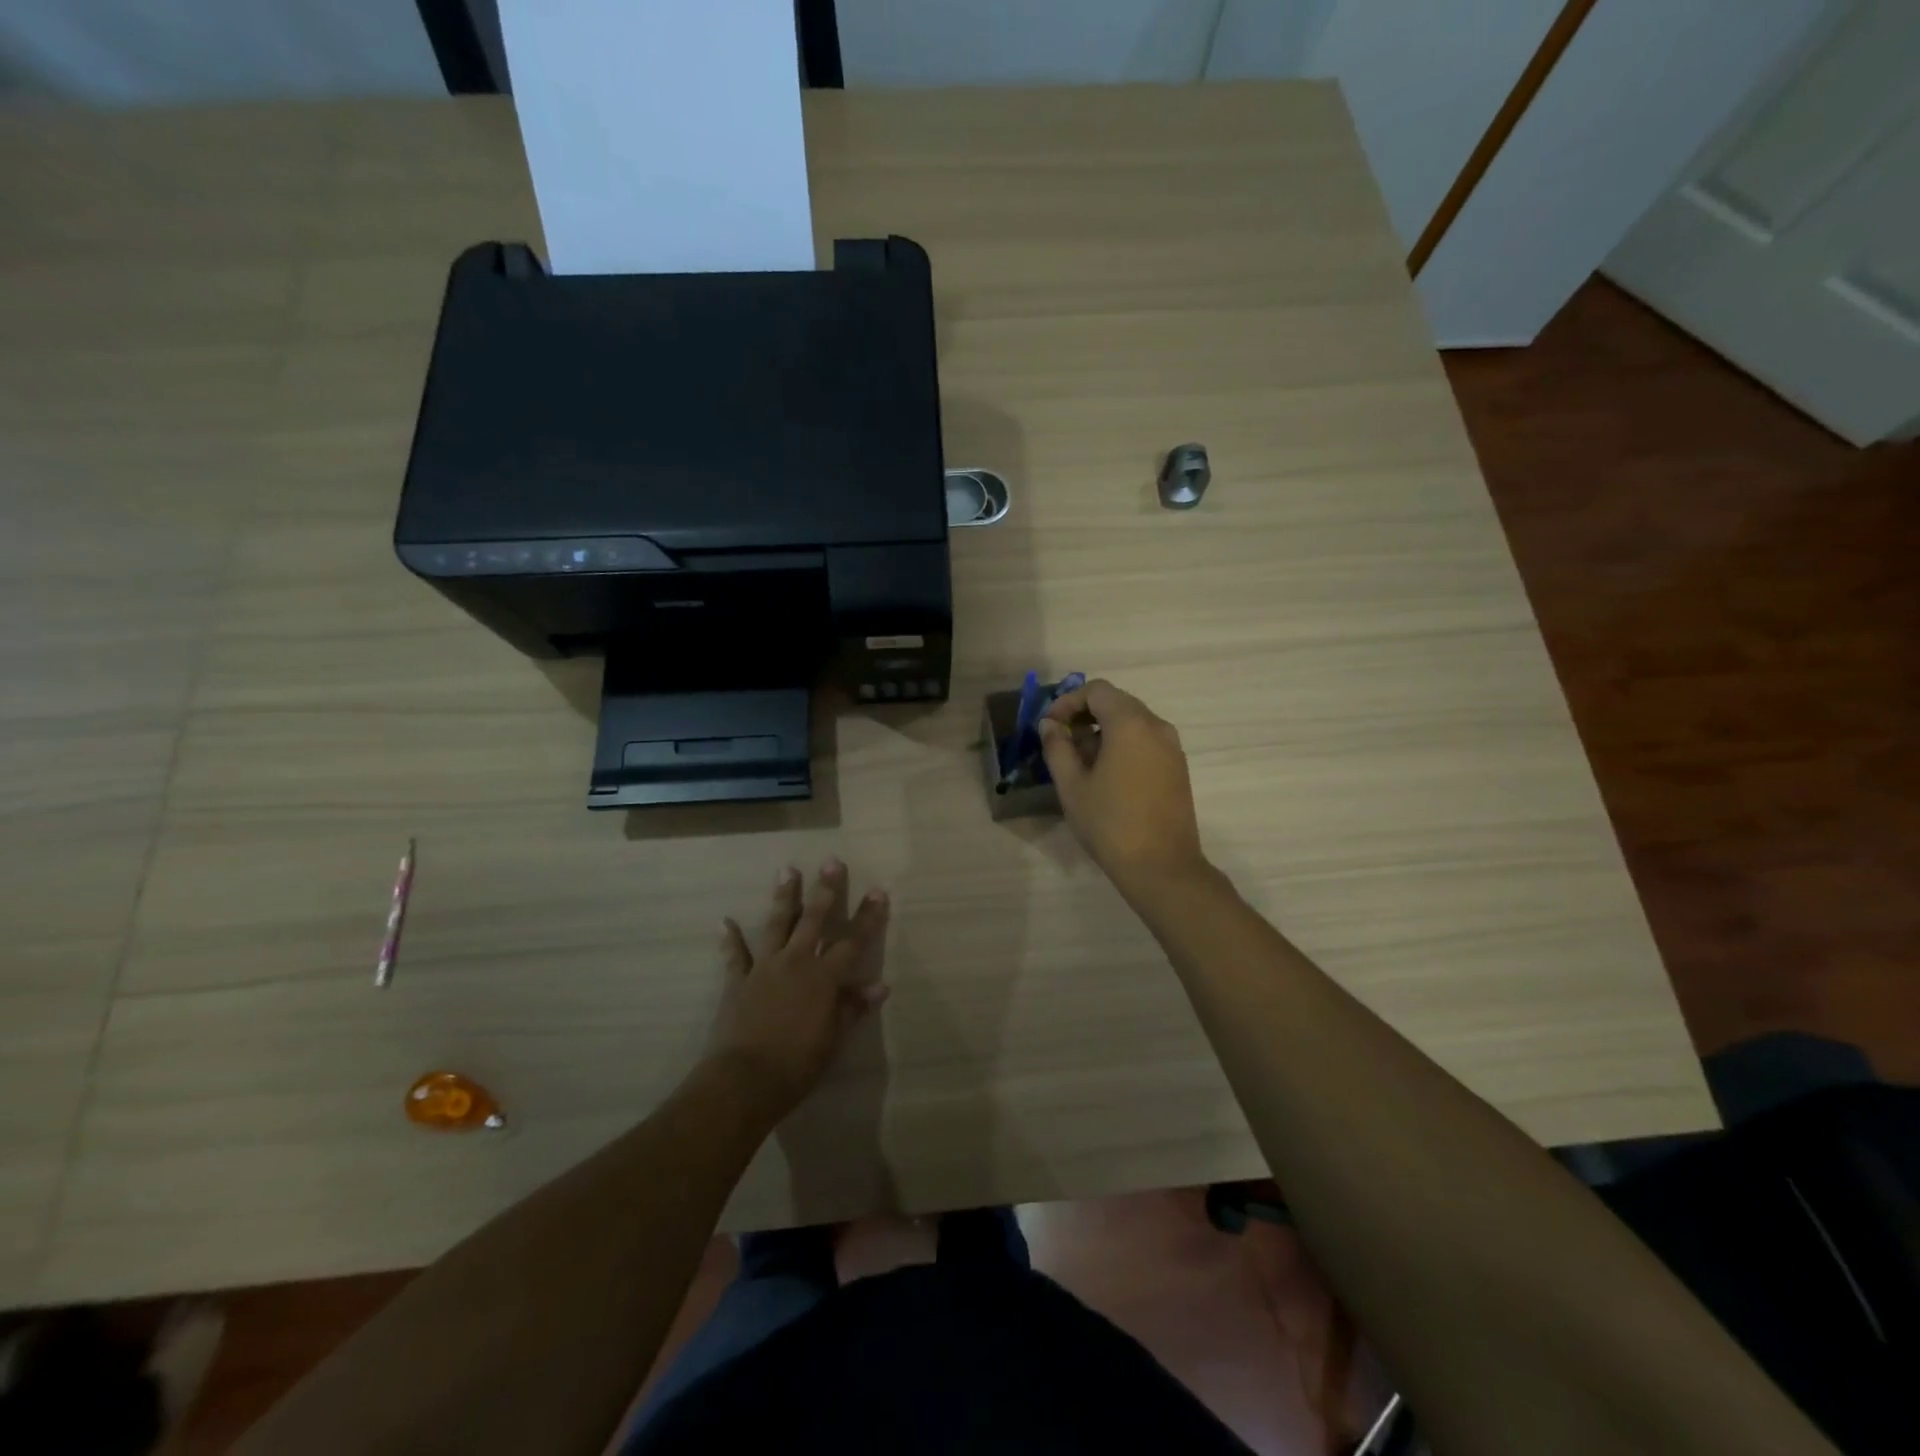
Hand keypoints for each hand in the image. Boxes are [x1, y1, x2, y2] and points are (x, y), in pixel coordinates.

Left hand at [708, 859, 890, 1116]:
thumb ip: (853, 1008)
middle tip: (832, 861)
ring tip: (788, 870)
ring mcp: (764, 968)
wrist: (744, 1080)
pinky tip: (725, 922)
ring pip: (777, 925)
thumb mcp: (833, 1040)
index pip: (853, 941)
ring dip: (784, 897)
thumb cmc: (797, 1065)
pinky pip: (735, 955)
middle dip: (826, 890)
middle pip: (814, 920)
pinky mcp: (738, 981)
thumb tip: (879, 985)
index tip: (878, 890)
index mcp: (823, 978)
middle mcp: (796, 963)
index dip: (867, 917)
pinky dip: (731, 939)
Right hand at [1038, 679, 1208, 898]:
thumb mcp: (1072, 785)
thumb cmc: (1110, 823)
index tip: (1049, 726)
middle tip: (1060, 742)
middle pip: (1116, 702)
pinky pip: (1146, 741)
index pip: (1097, 690)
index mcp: (1131, 723)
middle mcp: (1157, 726)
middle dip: (1085, 715)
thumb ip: (1057, 748)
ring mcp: (1172, 748)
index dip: (1068, 702)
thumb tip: (1049, 725)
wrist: (1162, 866)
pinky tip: (1105, 775)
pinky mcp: (1178, 768)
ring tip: (1079, 762)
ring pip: (1132, 722)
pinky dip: (1122, 745)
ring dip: (1103, 731)